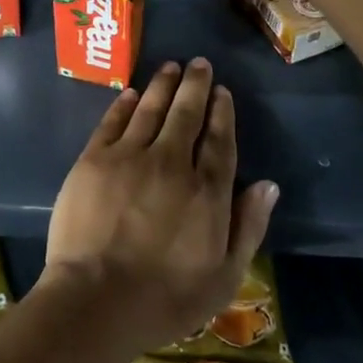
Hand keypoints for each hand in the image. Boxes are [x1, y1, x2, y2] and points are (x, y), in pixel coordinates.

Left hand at [43, 59, 278, 359]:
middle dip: (195, 85)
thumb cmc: (165, 299)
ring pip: (150, 109)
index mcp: (206, 191)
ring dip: (162, 85)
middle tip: (199, 63)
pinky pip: (113, 122)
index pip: (219, 140)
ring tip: (171, 66)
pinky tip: (130, 93)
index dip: (222, 113)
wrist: (96, 300)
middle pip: (186, 114)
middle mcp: (171, 162)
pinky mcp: (94, 160)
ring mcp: (129, 157)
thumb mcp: (223, 277)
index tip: (222, 92)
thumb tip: (268, 185)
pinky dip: (124, 104)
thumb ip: (247, 227)